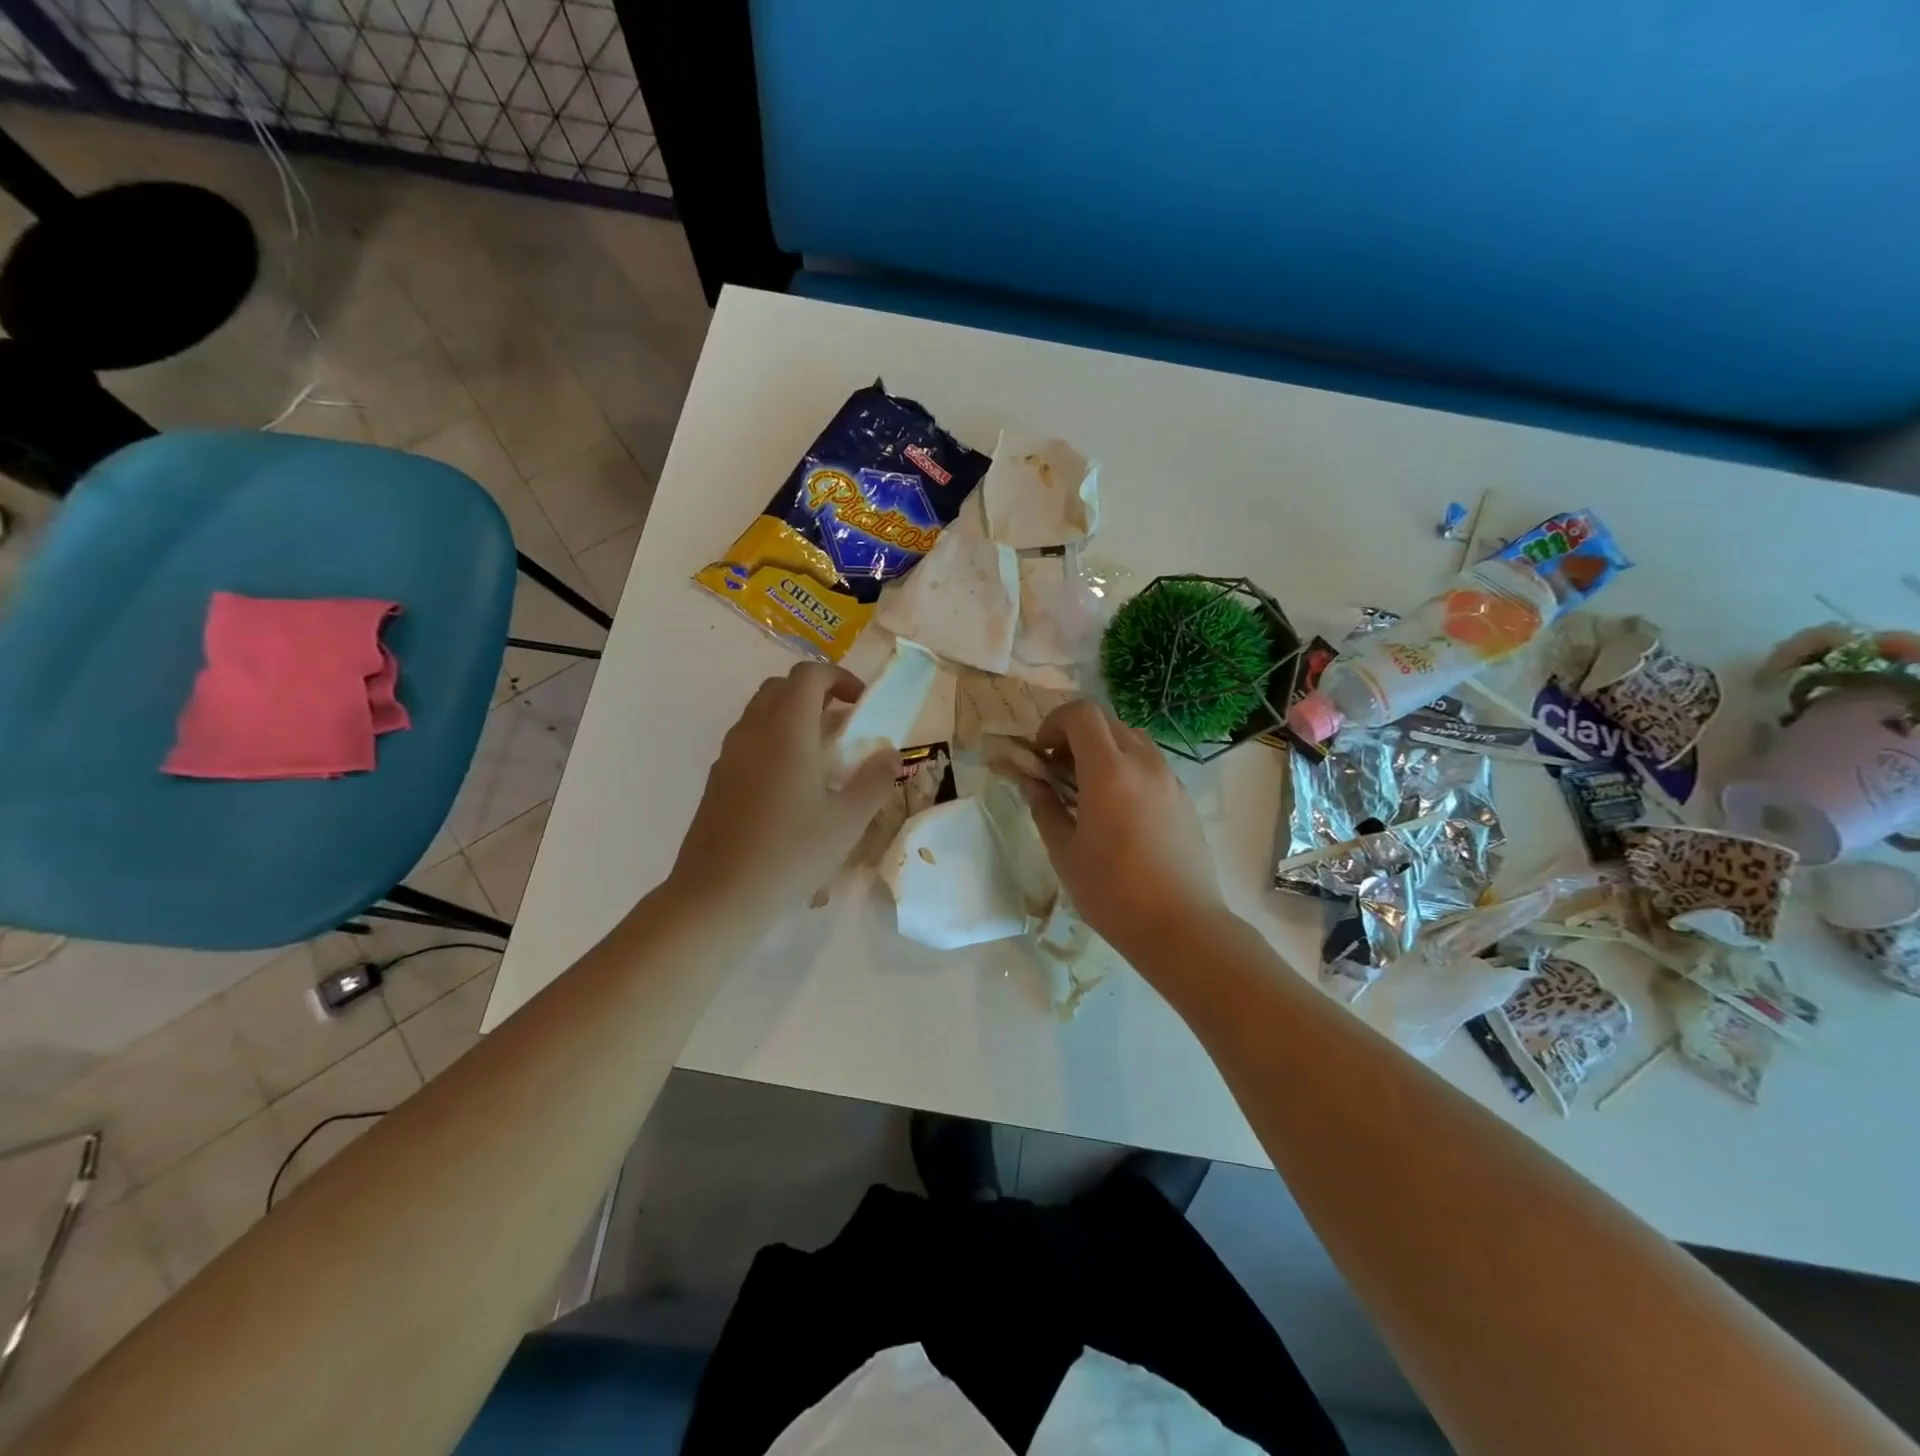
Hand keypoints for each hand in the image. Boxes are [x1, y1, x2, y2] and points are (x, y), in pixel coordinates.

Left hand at [670, 661, 898, 919]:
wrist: (720, 894)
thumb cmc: (791, 852)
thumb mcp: (848, 821)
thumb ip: (875, 780)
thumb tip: (890, 754)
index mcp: (787, 731)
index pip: (809, 675)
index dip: (839, 678)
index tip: (861, 703)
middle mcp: (753, 732)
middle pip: (781, 687)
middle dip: (815, 692)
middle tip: (843, 722)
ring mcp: (729, 755)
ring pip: (760, 713)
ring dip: (793, 717)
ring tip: (821, 755)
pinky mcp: (717, 779)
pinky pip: (748, 741)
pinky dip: (773, 741)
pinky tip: (791, 786)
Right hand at [1022, 700, 1231, 964]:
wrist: (1181, 926)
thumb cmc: (1112, 892)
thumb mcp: (1064, 852)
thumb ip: (1044, 808)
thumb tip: (1031, 782)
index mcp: (1109, 772)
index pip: (1082, 713)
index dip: (1054, 722)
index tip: (1041, 754)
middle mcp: (1143, 763)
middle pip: (1107, 721)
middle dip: (1075, 734)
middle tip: (1058, 770)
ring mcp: (1169, 778)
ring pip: (1131, 739)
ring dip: (1103, 749)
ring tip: (1087, 790)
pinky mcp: (1183, 797)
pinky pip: (1150, 763)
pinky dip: (1126, 767)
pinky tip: (1117, 809)